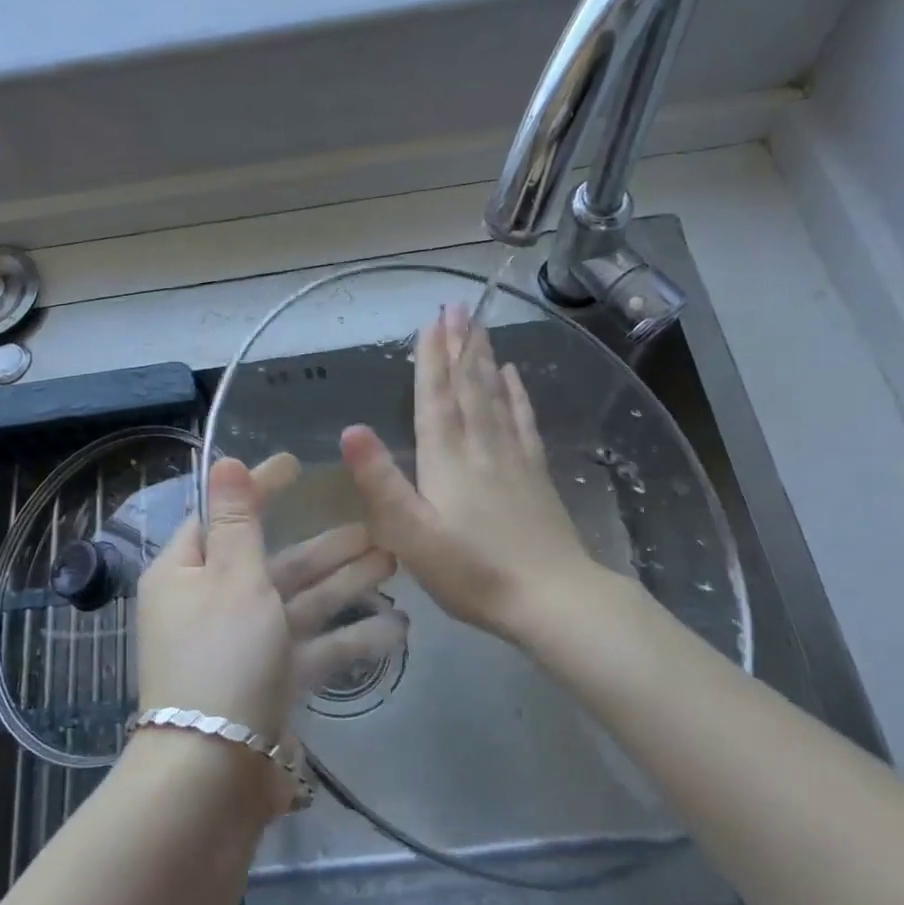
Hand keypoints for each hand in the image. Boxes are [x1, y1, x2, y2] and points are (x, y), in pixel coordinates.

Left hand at [136, 454, 402, 741]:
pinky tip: (395, 630)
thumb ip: (238, 519)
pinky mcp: (268, 685)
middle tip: (375, 528)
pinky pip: (310, 649)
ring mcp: (242, 648)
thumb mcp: (233, 578)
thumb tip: (223, 461)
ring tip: (394, 564)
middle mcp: (210, 605)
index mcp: (186, 573)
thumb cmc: (221, 658)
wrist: (212, 780)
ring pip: (298, 603)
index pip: (223, 515)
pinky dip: (346, 638)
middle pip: (273, 562)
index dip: (260, 488)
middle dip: (325, 546)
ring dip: (344, 584)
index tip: (298, 464)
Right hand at [340, 304, 598, 641]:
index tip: (432, 321)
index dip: (431, 359)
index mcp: (447, 459)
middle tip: (458, 305)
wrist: (553, 599)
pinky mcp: (536, 474)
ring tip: (479, 327)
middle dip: (460, 345)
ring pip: (495, 396)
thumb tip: (350, 429)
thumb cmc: (472, 572)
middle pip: (468, 386)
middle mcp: (480, 447)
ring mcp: (513, 458)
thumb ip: (381, 482)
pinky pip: (523, 422)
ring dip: (484, 359)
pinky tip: (515, 375)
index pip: (435, 398)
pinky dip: (517, 394)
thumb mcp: (411, 535)